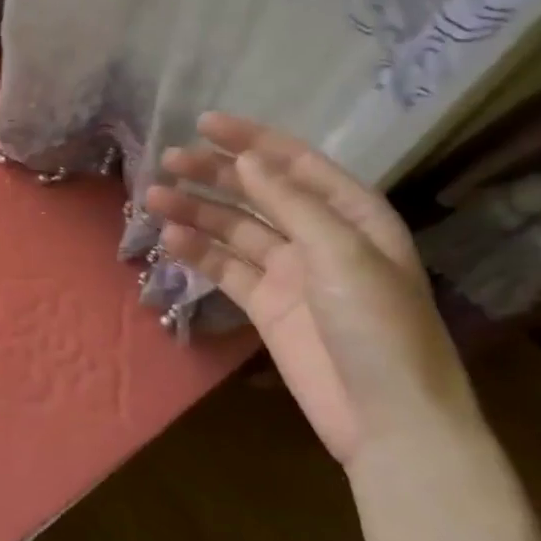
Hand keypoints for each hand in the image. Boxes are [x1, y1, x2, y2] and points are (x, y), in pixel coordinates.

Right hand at [143, 113, 473, 465]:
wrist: (387, 417)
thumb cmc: (378, 326)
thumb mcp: (342, 253)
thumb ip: (291, 204)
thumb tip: (248, 161)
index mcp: (353, 215)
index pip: (295, 163)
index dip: (251, 140)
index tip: (204, 123)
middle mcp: (319, 236)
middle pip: (258, 193)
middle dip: (215, 174)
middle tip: (168, 160)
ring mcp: (290, 272)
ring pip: (234, 229)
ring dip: (197, 211)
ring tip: (153, 197)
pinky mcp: (266, 306)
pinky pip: (226, 269)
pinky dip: (199, 253)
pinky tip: (170, 240)